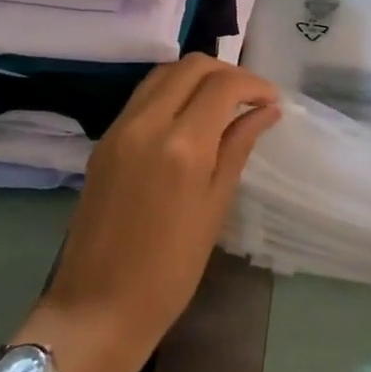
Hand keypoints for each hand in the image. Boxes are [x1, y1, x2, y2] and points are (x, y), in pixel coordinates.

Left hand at [31, 55, 279, 371]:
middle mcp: (146, 123)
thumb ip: (238, 148)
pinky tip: (189, 119)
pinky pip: (142, 97)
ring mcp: (119, 129)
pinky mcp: (104, 141)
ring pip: (162, 74)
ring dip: (196, 78)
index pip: (222, 85)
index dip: (253, 84)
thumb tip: (265, 111)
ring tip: (222, 105)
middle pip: (190, 66)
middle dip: (226, 72)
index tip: (272, 101)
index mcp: (181, 145)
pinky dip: (171, 93)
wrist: (98, 305)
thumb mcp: (215, 207)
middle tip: (250, 99)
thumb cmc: (171, 269)